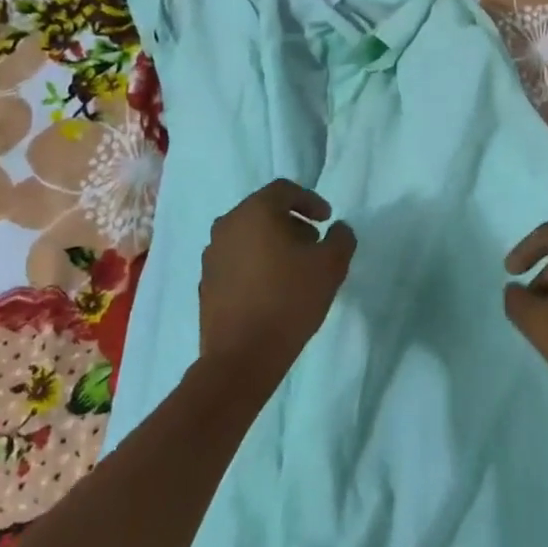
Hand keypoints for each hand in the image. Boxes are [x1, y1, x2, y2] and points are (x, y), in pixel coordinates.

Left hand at [198, 179, 355, 384]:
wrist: (242, 357)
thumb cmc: (289, 300)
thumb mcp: (331, 266)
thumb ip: (341, 238)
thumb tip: (338, 229)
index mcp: (255, 212)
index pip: (284, 190)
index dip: (310, 200)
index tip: (327, 220)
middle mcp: (227, 225)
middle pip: (263, 211)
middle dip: (292, 222)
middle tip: (313, 243)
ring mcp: (212, 254)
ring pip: (247, 235)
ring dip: (272, 242)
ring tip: (294, 268)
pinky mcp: (206, 282)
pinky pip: (235, 259)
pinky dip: (255, 263)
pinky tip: (272, 288)